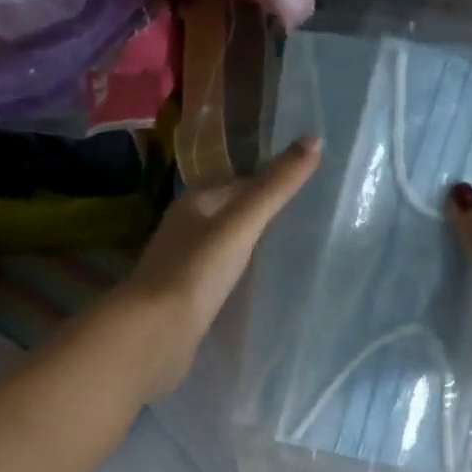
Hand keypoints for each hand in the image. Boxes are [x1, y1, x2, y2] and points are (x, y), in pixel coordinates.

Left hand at [120, 137, 321, 397]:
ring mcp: (182, 267)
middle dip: (259, 218)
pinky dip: (235, 278)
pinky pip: (217, 279)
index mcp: (193, 203)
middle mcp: (184, 230)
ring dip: (247, 250)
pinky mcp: (185, 300)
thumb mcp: (242, 224)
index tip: (304, 191)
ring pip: (222, 248)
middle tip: (302, 224)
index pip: (238, 184)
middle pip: (228, 215)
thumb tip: (315, 138)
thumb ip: (276, 187)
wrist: (156, 333)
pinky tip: (254, 288)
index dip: (269, 184)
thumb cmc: (197, 272)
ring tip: (285, 254)